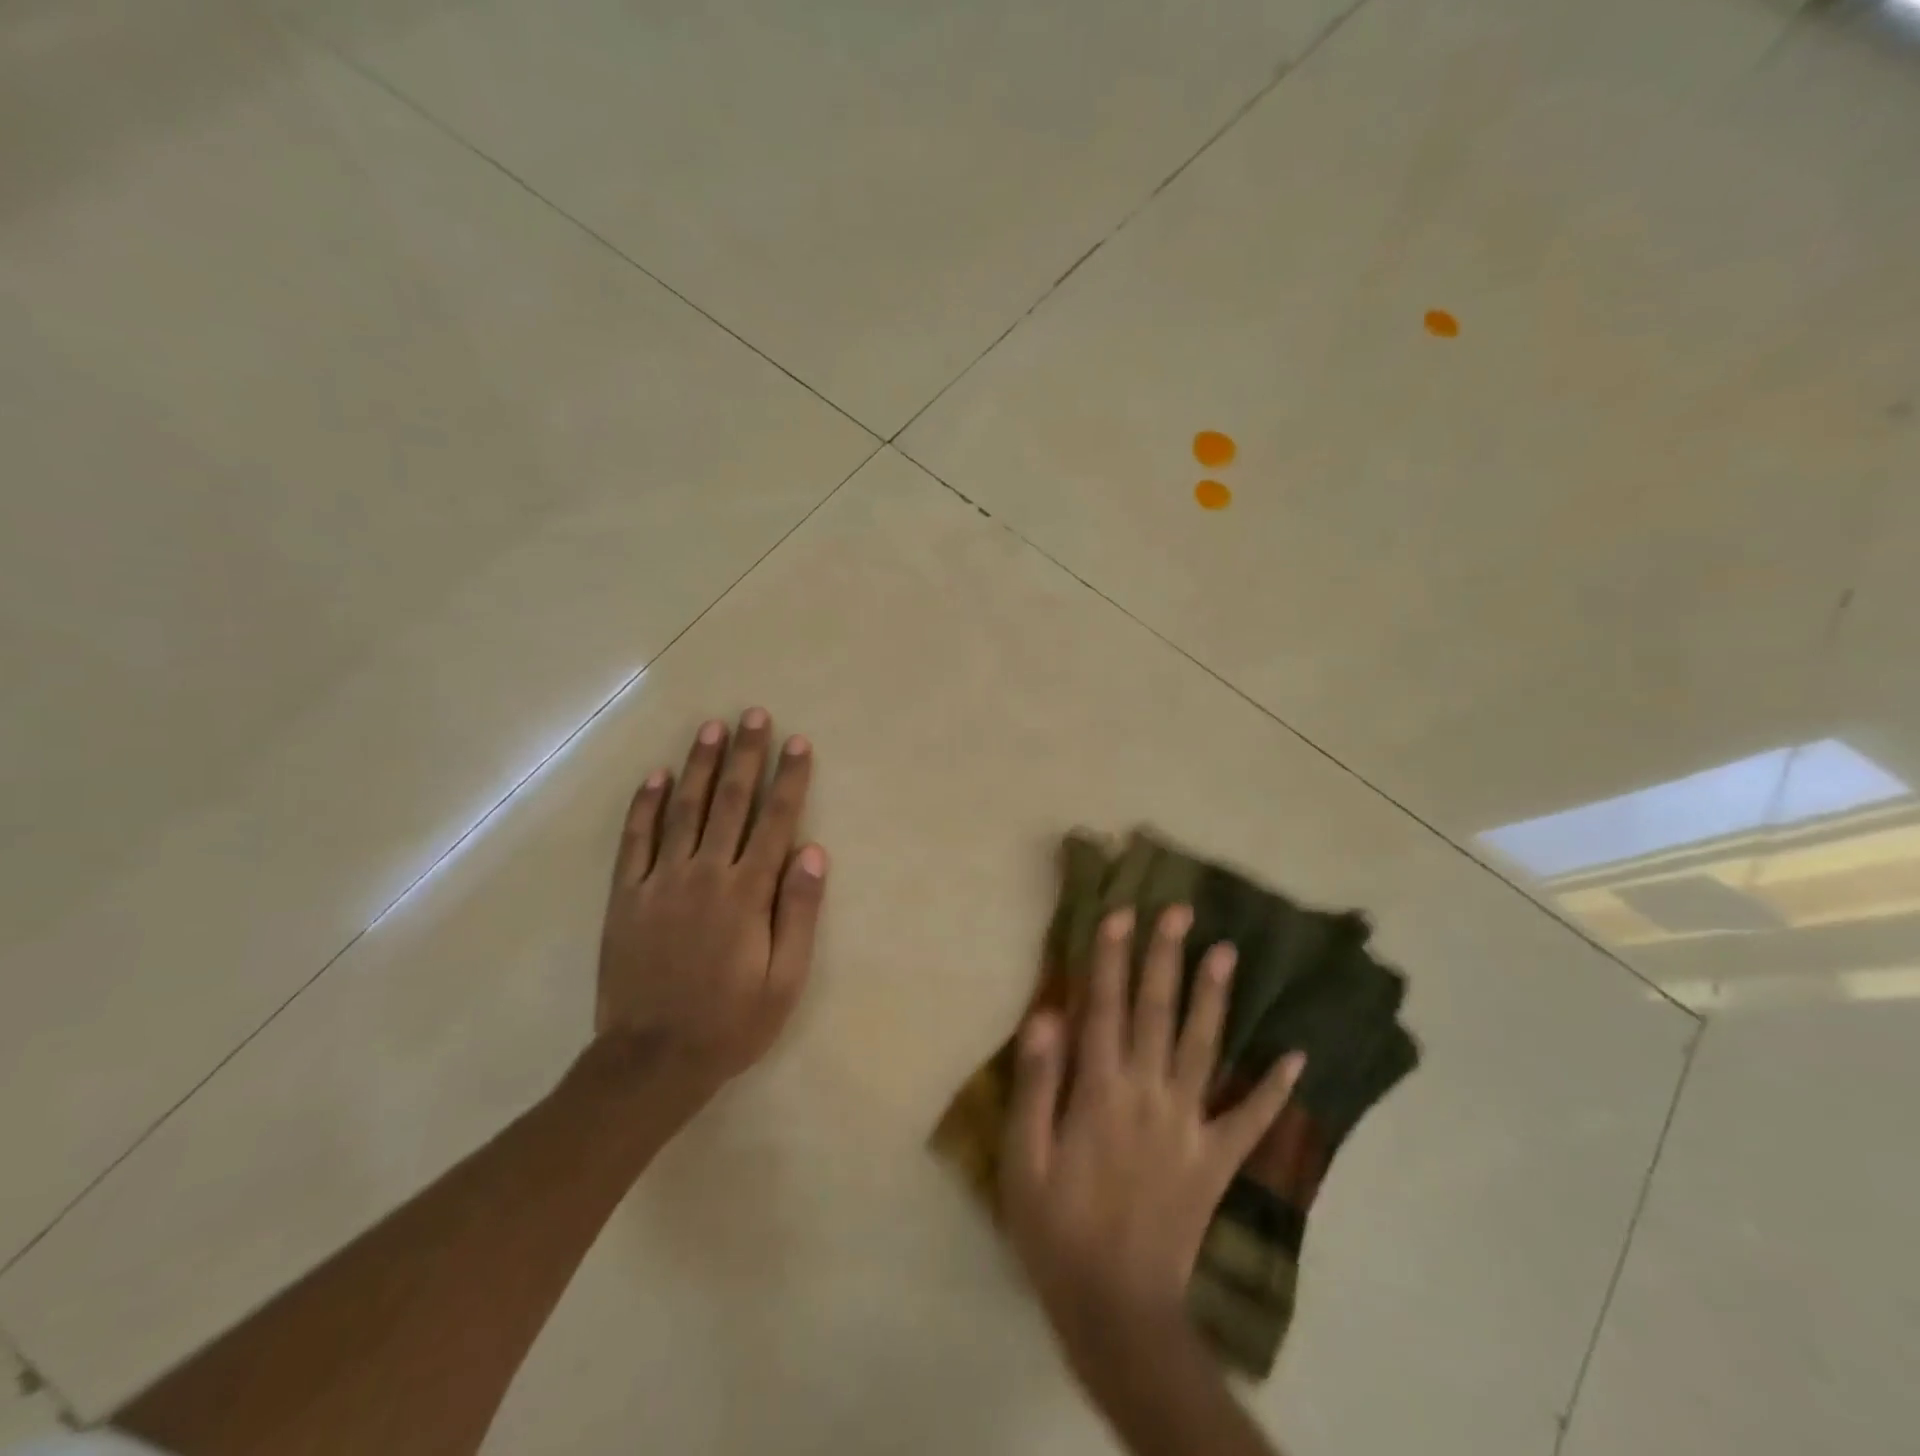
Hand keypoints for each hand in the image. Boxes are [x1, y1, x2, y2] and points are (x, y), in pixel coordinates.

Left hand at [596, 708, 825, 1093]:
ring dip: (700, 766)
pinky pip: (634, 840)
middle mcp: (705, 874)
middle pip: (731, 802)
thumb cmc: (730, 1022)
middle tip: (754, 715)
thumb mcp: (784, 980)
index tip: (798, 743)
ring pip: (683, 810)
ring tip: (711, 729)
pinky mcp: (626, 896)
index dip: (789, 779)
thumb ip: (798, 912)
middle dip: (746, 756)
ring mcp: (660, 881)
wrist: (650, 1061)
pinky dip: (643, 805)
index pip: (775, 821)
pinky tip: (654, 776)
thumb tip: (813, 851)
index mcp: (747, 893)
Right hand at [1001, 905, 1303, 1367]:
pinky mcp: (1216, 1162)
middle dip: (1166, 957)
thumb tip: (1048, 1014)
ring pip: (1203, 1048)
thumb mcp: (1024, 1160)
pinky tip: (1296, 1058)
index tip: (1121, 913)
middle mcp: (1149, 1096)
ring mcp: (1190, 1128)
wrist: (1118, 1312)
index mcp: (1100, 1093)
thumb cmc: (1057, 1231)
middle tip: (1179, 911)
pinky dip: (1274, 1090)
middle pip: (1157, 1013)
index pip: (1105, 1008)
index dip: (1111, 958)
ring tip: (1228, 952)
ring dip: (1215, 997)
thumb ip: (1039, 1084)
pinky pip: (1250, 1121)